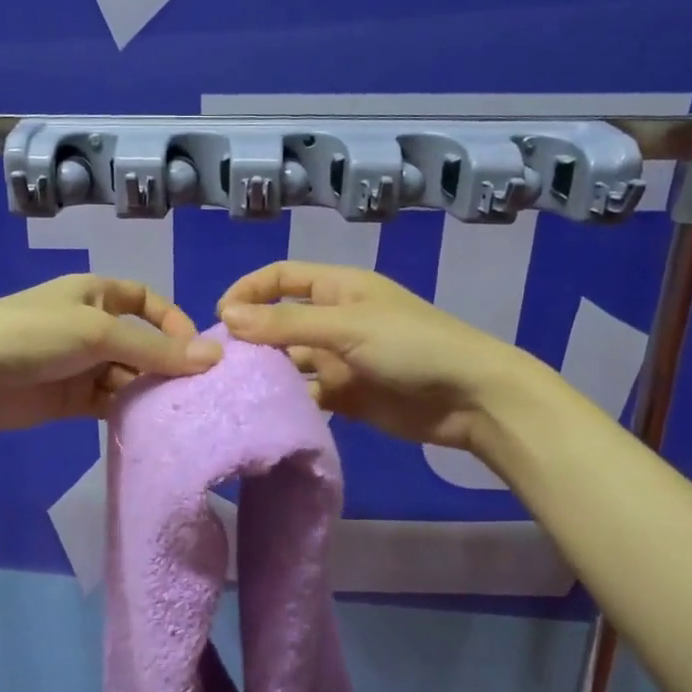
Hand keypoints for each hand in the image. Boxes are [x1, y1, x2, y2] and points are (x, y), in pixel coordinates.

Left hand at [0, 275, 220, 431]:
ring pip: (127, 376)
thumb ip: (155, 349)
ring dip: (148, 391)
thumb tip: (214, 357)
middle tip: (196, 392)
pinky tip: (147, 426)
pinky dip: (127, 412)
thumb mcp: (98, 333)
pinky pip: (108, 403)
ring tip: (176, 412)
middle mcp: (91, 327)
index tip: (196, 351)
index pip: (146, 300)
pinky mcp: (69, 400)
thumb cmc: (33, 335)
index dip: (172, 321)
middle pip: (141, 343)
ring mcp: (79, 365)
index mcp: (95, 294)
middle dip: (165, 363)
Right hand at [218, 262, 530, 449]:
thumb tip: (228, 317)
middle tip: (220, 362)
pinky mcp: (349, 395)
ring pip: (292, 361)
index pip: (282, 277)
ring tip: (234, 390)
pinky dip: (289, 401)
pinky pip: (309, 394)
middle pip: (281, 321)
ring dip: (267, 372)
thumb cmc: (411, 346)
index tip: (220, 316)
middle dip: (252, 337)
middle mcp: (336, 319)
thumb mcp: (346, 327)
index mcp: (339, 288)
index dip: (249, 290)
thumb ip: (286, 324)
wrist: (471, 398)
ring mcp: (342, 359)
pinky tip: (266, 413)